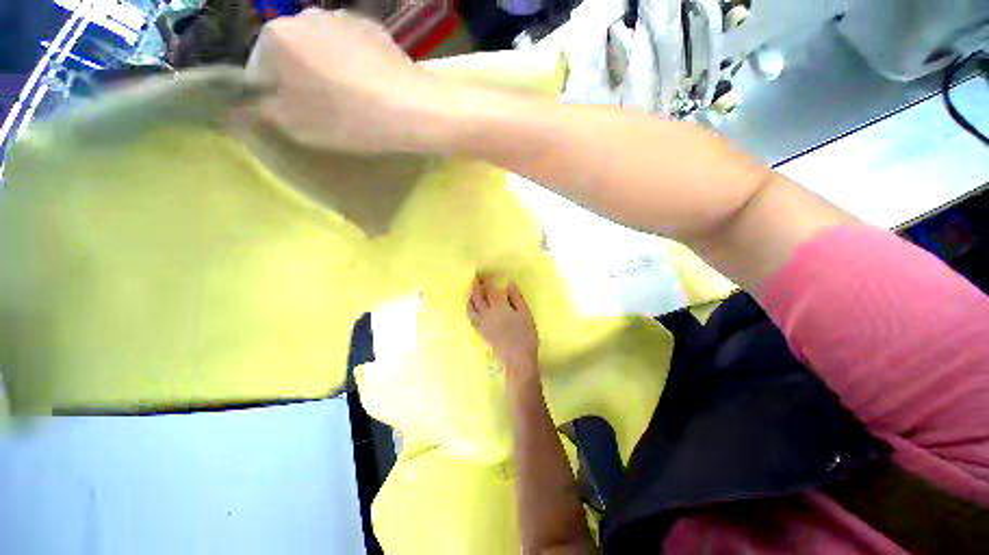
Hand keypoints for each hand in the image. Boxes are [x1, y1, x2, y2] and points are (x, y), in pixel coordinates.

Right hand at [245, 9, 446, 153]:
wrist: (411, 108)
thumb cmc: (349, 119)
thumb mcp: (297, 126)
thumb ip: (262, 111)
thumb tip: (244, 103)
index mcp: (276, 36)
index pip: (259, 68)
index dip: (275, 96)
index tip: (297, 116)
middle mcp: (304, 15)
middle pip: (292, 54)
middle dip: (302, 81)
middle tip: (327, 111)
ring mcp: (342, 17)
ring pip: (322, 49)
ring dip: (328, 71)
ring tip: (353, 100)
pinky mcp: (372, 28)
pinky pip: (351, 49)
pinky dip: (354, 65)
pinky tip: (371, 87)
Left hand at [467, 276, 538, 382]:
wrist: (517, 357)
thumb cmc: (525, 334)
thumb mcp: (525, 313)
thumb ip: (516, 298)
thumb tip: (509, 284)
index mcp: (499, 307)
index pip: (490, 291)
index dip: (487, 282)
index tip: (485, 275)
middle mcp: (487, 314)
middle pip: (477, 298)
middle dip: (475, 287)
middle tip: (475, 279)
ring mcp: (482, 324)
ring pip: (471, 308)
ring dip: (469, 298)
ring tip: (471, 292)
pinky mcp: (480, 332)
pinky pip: (471, 319)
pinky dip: (469, 310)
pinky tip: (472, 309)